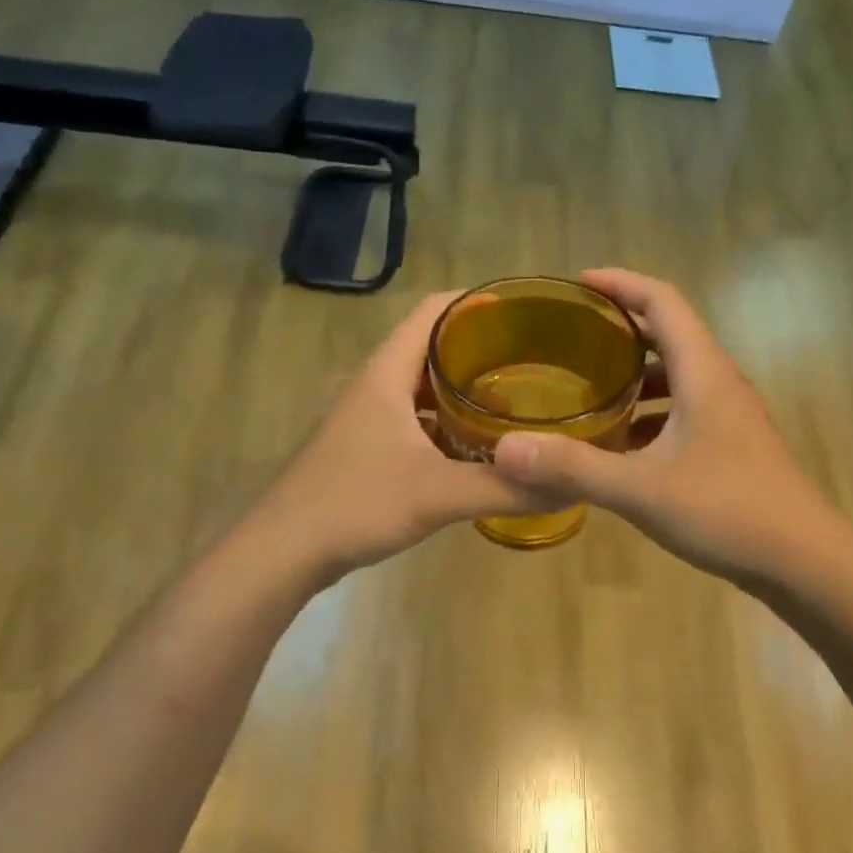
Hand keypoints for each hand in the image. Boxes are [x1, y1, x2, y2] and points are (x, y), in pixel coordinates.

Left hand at [247, 292, 560, 584]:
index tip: (522, 311)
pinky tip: (476, 450)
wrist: (284, 551)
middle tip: (532, 360)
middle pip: (432, 347)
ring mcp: (369, 418)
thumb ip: (504, 488)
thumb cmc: (356, 503)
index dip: (475, 302)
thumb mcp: (438, 494)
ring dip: (463, 390)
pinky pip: (416, 421)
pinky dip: (447, 425)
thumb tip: (569, 486)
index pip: (433, 311)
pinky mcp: (367, 449)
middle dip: (480, 349)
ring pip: (423, 388)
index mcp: (388, 373)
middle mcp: (377, 385)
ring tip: (514, 402)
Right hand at [492, 269, 834, 584]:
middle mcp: (720, 382)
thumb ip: (574, 467)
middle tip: (573, 335)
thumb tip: (507, 448)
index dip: (621, 283)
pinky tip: (623, 443)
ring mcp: (731, 414)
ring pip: (678, 374)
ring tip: (590, 386)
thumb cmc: (729, 512)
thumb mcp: (642, 489)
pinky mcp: (733, 444)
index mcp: (703, 372)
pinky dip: (651, 411)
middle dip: (623, 326)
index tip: (578, 283)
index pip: (663, 301)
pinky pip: (685, 408)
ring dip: (637, 373)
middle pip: (670, 332)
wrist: (806, 562)